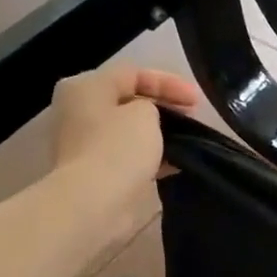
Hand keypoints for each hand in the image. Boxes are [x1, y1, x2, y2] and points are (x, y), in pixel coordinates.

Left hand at [48, 64, 199, 237]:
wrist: (94, 203)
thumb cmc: (118, 149)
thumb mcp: (145, 113)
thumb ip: (151, 106)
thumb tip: (148, 119)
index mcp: (85, 87)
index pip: (133, 74)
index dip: (169, 83)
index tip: (197, 101)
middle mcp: (79, 110)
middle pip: (128, 100)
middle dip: (163, 107)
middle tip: (192, 117)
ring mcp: (84, 142)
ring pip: (128, 130)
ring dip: (158, 133)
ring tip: (187, 139)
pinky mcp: (95, 171)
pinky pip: (127, 155)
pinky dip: (150, 155)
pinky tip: (174, 163)